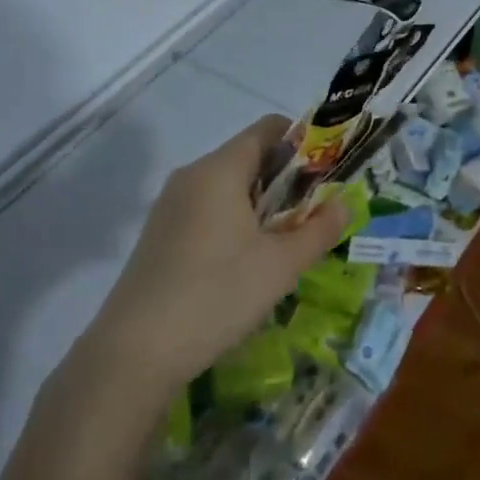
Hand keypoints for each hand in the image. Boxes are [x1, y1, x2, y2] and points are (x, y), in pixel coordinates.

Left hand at [82, 116, 346, 397]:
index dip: (304, 142)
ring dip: (262, 206)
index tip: (327, 175)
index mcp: (219, 170)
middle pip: (248, 158)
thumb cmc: (218, 294)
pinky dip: (235, 223)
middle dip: (287, 181)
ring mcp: (169, 206)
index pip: (267, 129)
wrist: (136, 350)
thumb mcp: (282, 265)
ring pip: (227, 188)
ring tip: (286, 244)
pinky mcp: (159, 235)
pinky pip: (207, 212)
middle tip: (314, 217)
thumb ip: (319, 229)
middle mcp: (190, 176)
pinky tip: (246, 264)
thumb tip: (343, 204)